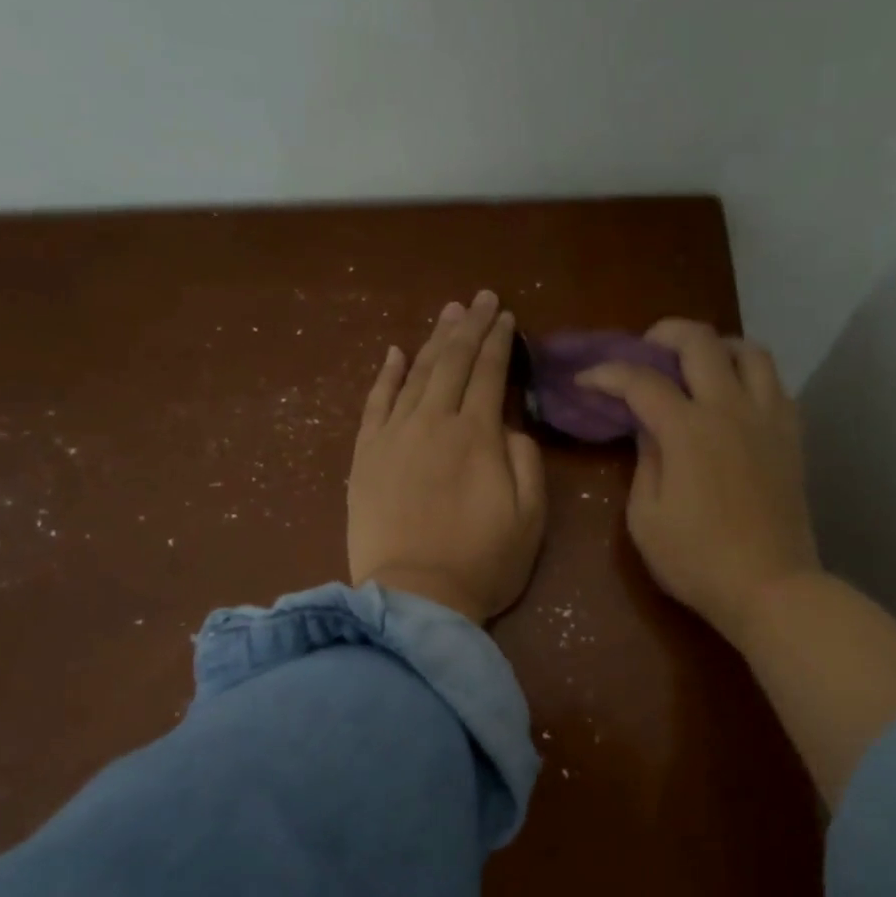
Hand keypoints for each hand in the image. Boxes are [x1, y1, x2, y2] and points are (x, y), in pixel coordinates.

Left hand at [348, 291, 545, 623]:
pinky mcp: (365, 456)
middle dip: (470, 327)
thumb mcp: (530, 517)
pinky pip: (375, 404)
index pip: (490, 373)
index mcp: (477, 435)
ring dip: (434, 340)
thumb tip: (509, 427)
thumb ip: (526, 462)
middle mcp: (433, 423)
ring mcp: (393, 437)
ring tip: (449, 313)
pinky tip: (396, 353)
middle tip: (481, 298)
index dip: (500, 341)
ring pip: (416, 374)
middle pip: (453, 363)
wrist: (415, 598)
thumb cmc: (483, 563)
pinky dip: (387, 375)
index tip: (507, 315)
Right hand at [578, 319, 818, 641]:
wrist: (770, 587)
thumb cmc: (697, 561)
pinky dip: (749, 376)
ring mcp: (768, 418)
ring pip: (750, 350)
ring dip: (716, 346)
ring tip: (696, 366)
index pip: (641, 380)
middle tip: (645, 351)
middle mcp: (731, 408)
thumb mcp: (646, 519)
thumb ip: (644, 462)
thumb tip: (649, 429)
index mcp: (688, 430)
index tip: (586, 380)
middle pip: (700, 341)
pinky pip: (775, 383)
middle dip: (664, 334)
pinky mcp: (791, 436)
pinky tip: (733, 398)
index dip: (607, 373)